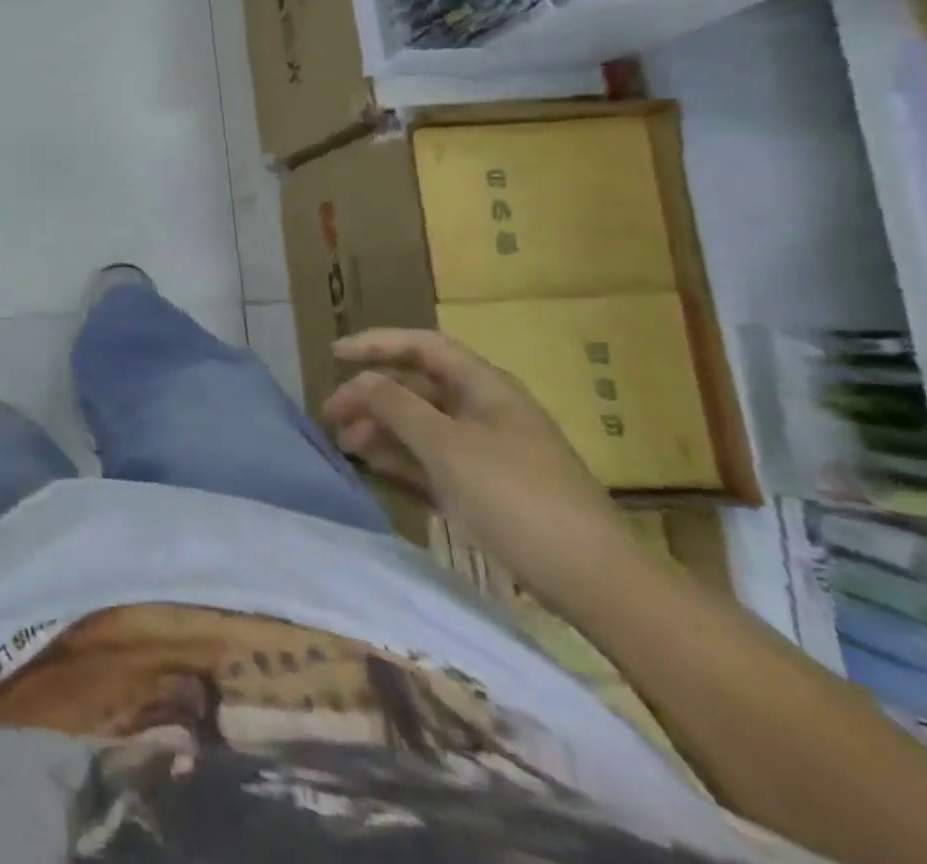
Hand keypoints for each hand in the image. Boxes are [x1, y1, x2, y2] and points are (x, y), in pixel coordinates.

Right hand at [320, 329, 640, 611]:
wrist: (595, 581)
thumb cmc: (516, 498)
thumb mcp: (446, 446)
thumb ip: (395, 406)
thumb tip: (359, 381)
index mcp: (484, 387)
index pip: (423, 346)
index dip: (377, 344)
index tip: (334, 355)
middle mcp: (484, 410)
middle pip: (417, 386)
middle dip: (372, 395)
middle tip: (331, 416)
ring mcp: (486, 450)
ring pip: (421, 424)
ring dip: (381, 428)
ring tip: (346, 446)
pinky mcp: (486, 487)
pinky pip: (433, 459)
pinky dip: (401, 458)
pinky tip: (375, 466)